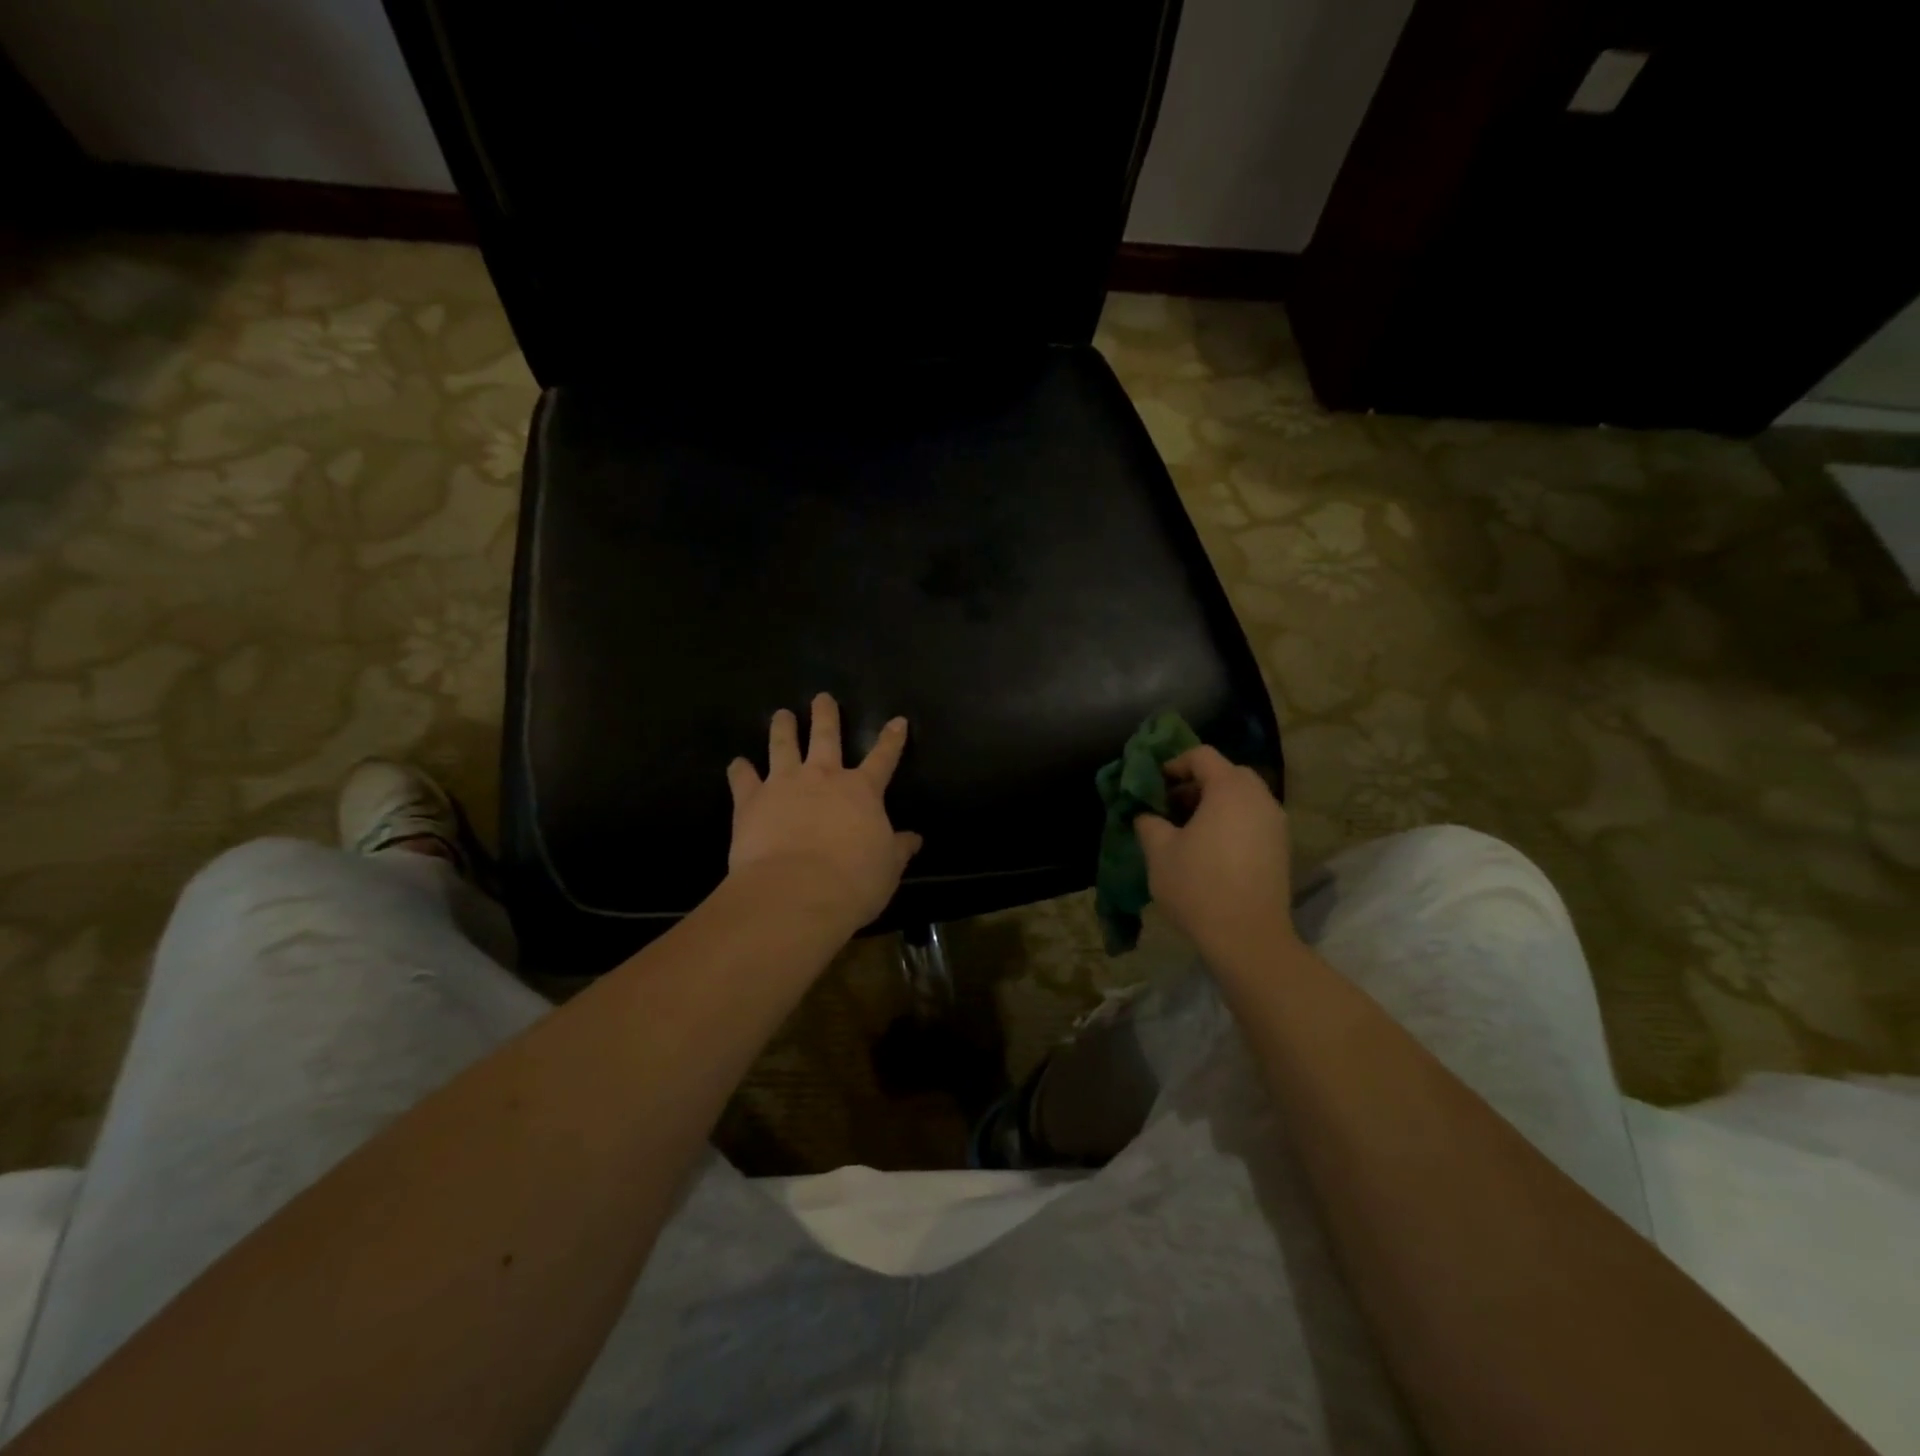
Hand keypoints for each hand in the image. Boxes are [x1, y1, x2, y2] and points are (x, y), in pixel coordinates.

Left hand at [726, 694, 922, 930]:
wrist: (796, 891)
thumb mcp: (887, 868)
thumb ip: (898, 849)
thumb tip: (914, 839)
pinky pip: (742, 778)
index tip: (898, 720)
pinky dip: (739, 770)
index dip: (892, 739)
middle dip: (826, 715)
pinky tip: (736, 764)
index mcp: (862, 791)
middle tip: (822, 697)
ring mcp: (784, 784)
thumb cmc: (852, 881)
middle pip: (826, 736)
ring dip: (783, 727)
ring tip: (781, 714)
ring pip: (783, 745)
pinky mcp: (751, 800)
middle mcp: (823, 777)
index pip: (883, 757)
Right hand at [1136, 746, 1295, 962]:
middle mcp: (1259, 798)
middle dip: (1197, 783)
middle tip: (1171, 805)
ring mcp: (1276, 823)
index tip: (1155, 783)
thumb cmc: (1198, 885)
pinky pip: (1254, 819)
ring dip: (1215, 803)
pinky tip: (1211, 849)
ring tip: (1189, 829)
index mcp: (1229, 789)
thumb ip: (1149, 823)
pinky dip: (1232, 821)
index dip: (1175, 763)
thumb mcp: (1159, 852)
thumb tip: (1147, 815)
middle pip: (1227, 773)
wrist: (1248, 937)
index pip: (1202, 755)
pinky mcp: (1282, 848)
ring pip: (1243, 797)